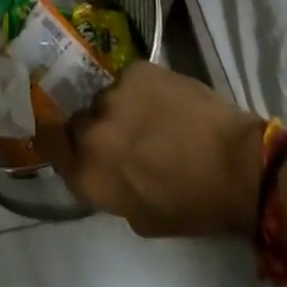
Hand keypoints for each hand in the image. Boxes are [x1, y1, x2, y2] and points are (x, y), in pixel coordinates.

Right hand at [37, 61, 265, 237]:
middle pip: (79, 121)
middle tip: (125, 138)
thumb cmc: (194, 205)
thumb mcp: (142, 217)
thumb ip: (109, 188)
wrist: (238, 165)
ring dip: (121, 109)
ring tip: (153, 120)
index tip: (69, 143)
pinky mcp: (136, 69)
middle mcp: (91, 129)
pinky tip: (165, 103)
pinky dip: (141, 91)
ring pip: (106, 99)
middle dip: (97, 129)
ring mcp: (113, 94)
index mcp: (89, 172)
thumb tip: (103, 167)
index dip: (55, 140)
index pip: (48, 143)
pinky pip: (128, 81)